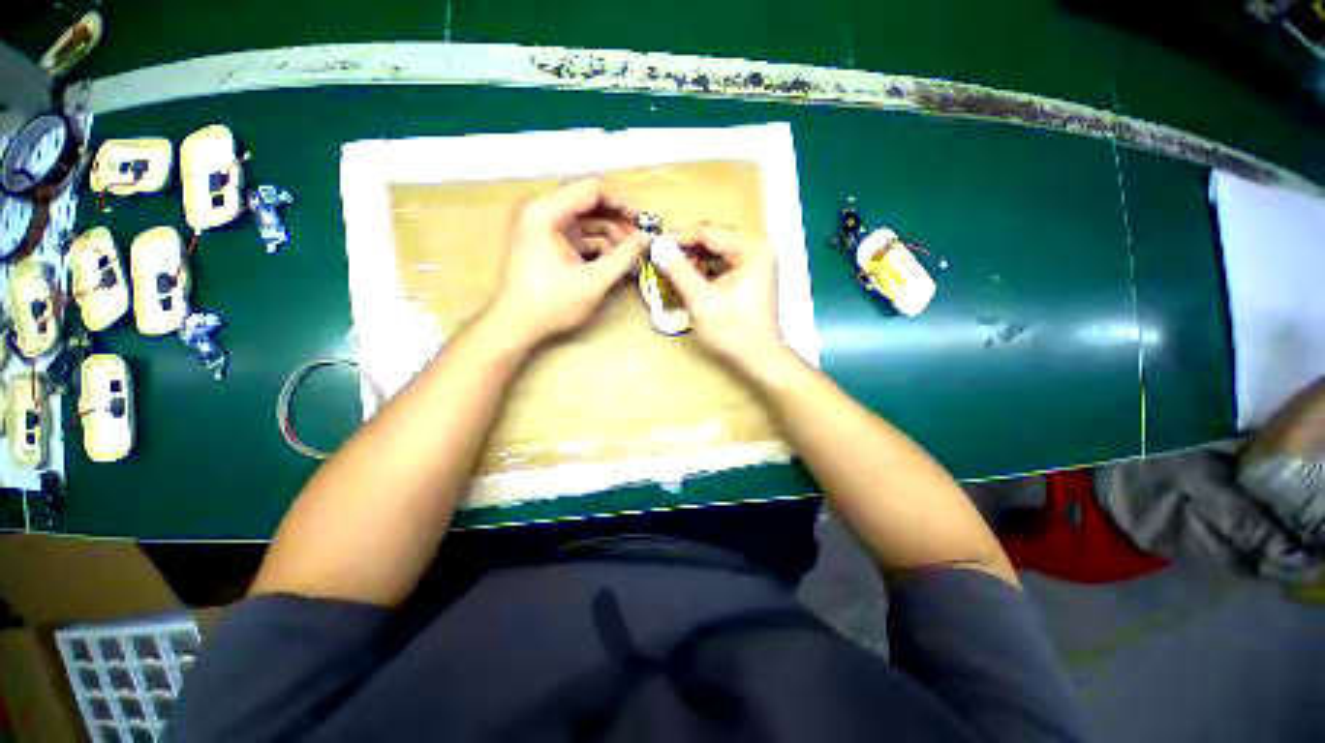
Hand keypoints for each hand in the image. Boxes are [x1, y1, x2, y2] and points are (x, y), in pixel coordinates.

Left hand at [484, 179, 644, 346]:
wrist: (516, 325)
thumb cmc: (552, 303)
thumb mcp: (594, 280)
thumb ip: (624, 257)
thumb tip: (646, 238)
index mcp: (546, 211)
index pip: (592, 190)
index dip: (622, 202)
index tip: (644, 221)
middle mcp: (541, 210)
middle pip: (588, 204)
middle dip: (617, 221)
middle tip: (639, 240)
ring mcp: (541, 227)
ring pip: (584, 221)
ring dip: (609, 236)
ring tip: (629, 256)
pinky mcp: (545, 243)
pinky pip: (576, 236)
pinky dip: (596, 246)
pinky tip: (613, 262)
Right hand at [655, 225, 786, 370]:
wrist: (759, 359)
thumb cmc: (733, 332)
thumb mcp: (701, 301)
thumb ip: (679, 271)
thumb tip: (658, 248)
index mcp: (750, 249)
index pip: (707, 232)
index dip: (677, 237)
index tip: (653, 245)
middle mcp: (757, 248)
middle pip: (712, 239)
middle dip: (685, 249)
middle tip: (660, 259)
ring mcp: (756, 261)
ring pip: (715, 251)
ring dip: (693, 259)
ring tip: (670, 270)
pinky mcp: (751, 274)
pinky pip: (722, 263)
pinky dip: (703, 270)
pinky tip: (688, 279)